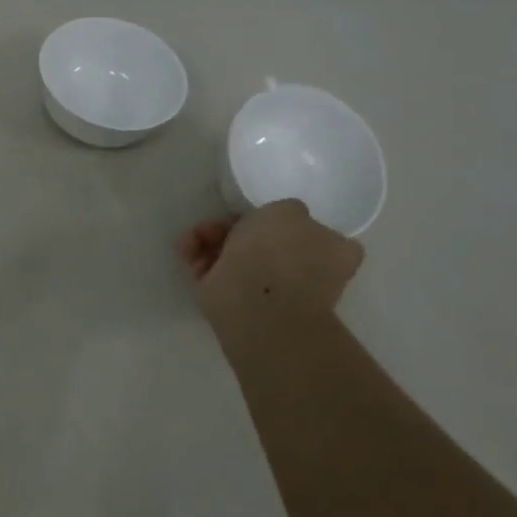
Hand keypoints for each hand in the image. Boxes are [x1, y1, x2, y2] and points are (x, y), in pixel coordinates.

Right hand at [178, 199, 363, 344]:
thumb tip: (274, 221)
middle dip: (234, 228)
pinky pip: (214, 273)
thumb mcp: (289, 210)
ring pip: (236, 256)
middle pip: (262, 242)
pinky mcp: (233, 301)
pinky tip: (185, 248)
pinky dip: (197, 257)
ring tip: (193, 238)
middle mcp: (301, 271)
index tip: (254, 214)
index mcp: (331, 253)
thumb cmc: (280, 253)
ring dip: (211, 241)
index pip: (305, 231)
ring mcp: (268, 289)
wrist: (258, 306)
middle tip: (216, 223)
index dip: (277, 221)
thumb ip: (285, 210)